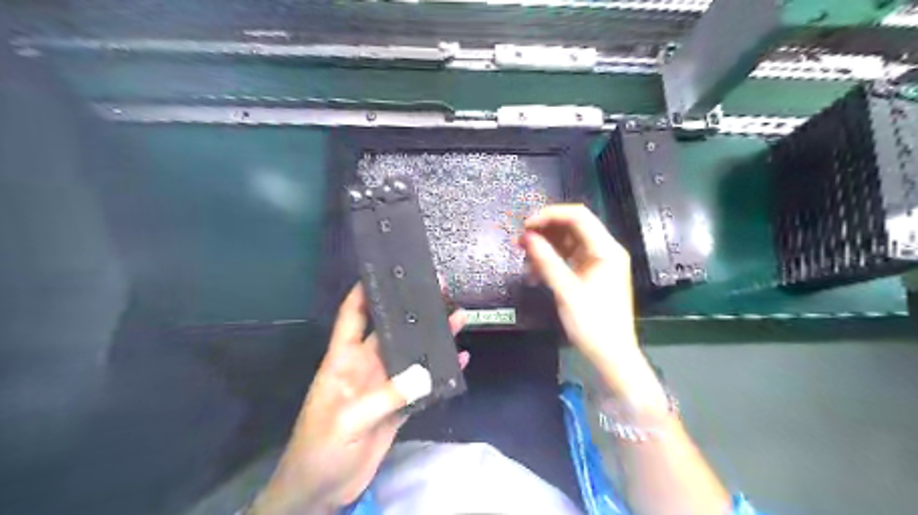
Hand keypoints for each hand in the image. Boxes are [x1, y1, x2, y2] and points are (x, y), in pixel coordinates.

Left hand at [249, 284, 465, 512]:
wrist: (321, 491)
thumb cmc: (320, 449)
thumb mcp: (347, 420)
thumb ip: (385, 396)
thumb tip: (424, 373)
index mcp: (344, 360)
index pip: (352, 316)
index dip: (364, 292)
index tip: (386, 271)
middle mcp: (366, 366)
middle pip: (393, 330)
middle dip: (414, 310)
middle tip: (439, 289)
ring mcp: (384, 386)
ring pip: (412, 355)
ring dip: (434, 339)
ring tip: (458, 317)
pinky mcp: (398, 406)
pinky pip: (423, 384)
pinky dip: (441, 373)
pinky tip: (460, 361)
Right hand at [523, 202, 668, 408]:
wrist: (611, 355)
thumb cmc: (593, 324)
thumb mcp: (566, 291)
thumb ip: (546, 261)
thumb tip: (527, 237)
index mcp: (606, 250)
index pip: (578, 216)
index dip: (550, 215)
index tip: (526, 224)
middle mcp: (604, 251)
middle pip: (573, 227)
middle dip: (545, 230)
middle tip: (520, 239)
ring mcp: (597, 263)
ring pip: (568, 242)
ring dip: (546, 245)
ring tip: (524, 254)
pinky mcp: (590, 275)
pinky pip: (568, 258)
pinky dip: (551, 260)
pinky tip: (534, 270)